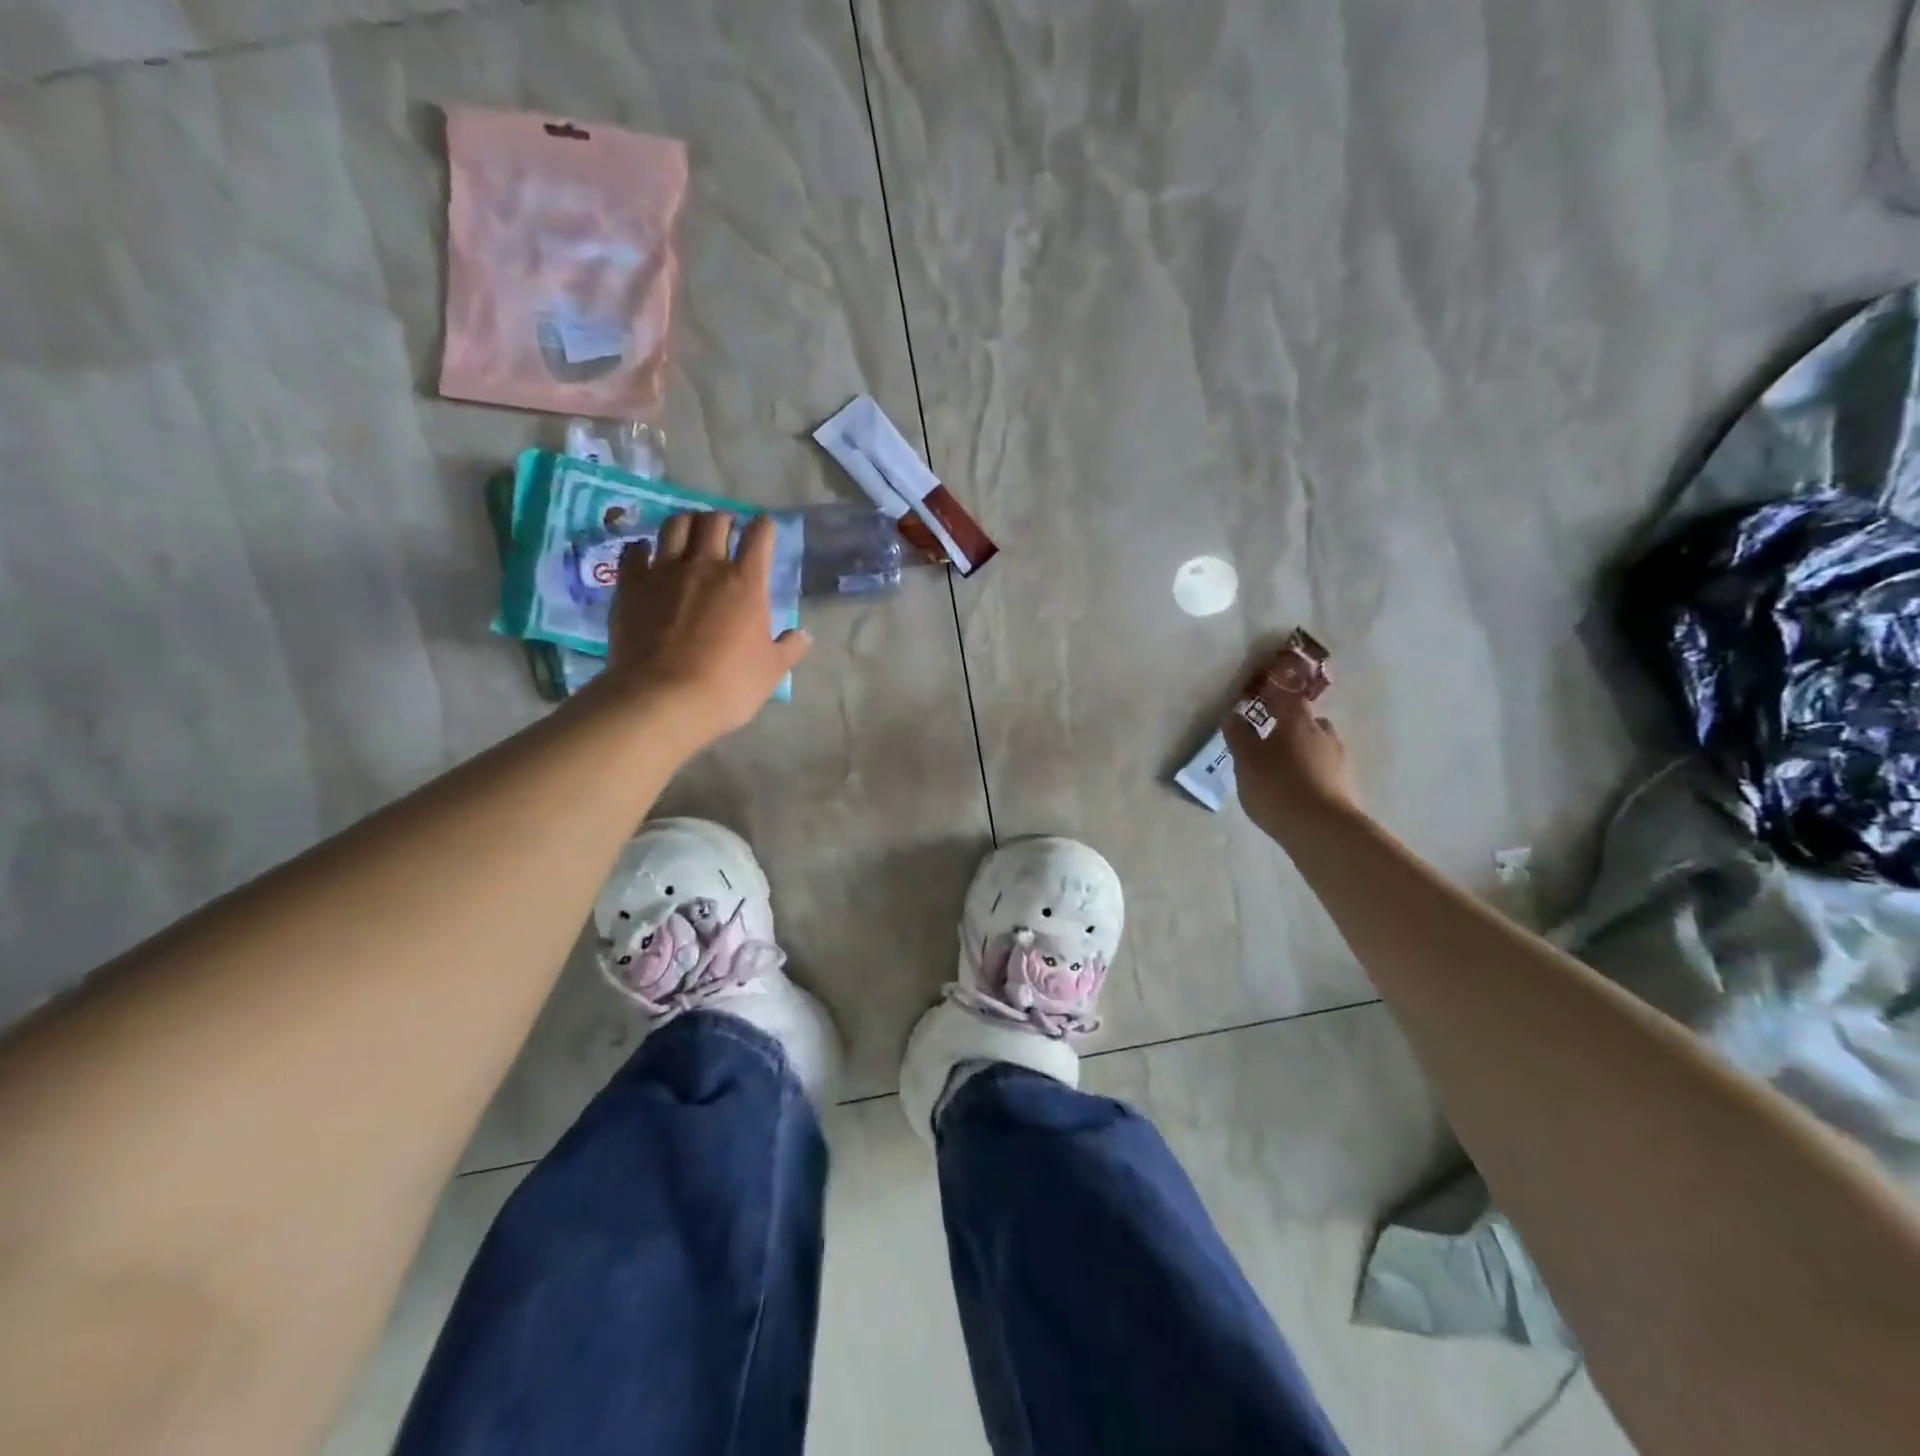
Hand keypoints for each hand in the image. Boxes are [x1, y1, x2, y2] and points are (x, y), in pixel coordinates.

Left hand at [601, 511, 810, 739]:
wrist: (664, 698)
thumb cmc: (729, 685)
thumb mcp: (771, 671)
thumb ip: (789, 647)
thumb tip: (804, 635)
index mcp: (746, 582)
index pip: (760, 537)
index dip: (764, 527)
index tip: (765, 528)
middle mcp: (705, 566)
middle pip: (714, 522)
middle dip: (724, 520)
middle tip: (726, 529)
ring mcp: (663, 572)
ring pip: (674, 526)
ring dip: (686, 523)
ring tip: (689, 532)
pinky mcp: (630, 586)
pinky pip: (634, 552)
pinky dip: (643, 548)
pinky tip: (646, 555)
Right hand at [1223, 670, 1362, 840]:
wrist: (1322, 830)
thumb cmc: (1277, 786)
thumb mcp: (1246, 760)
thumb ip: (1239, 736)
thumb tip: (1234, 715)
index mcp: (1298, 720)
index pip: (1286, 695)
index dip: (1272, 693)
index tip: (1259, 695)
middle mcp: (1323, 733)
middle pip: (1307, 720)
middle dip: (1291, 725)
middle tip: (1270, 738)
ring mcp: (1339, 760)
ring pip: (1318, 745)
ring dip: (1303, 750)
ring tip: (1283, 767)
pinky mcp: (1346, 786)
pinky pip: (1324, 770)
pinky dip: (1311, 772)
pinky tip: (1297, 789)